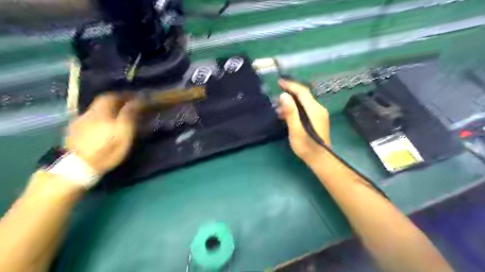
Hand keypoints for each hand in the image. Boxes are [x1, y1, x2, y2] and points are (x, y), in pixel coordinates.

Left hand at [63, 92, 142, 174]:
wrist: (76, 167)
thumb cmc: (106, 150)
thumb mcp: (123, 134)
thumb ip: (129, 116)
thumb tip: (136, 101)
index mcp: (102, 112)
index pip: (114, 96)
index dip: (125, 95)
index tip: (136, 97)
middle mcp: (90, 113)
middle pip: (103, 101)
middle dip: (116, 100)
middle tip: (127, 104)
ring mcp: (79, 121)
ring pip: (96, 109)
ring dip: (108, 108)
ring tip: (117, 114)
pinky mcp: (74, 131)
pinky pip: (90, 117)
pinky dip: (100, 117)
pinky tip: (102, 124)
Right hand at [276, 79, 328, 164]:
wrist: (320, 159)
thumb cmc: (307, 146)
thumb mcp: (296, 130)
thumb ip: (290, 112)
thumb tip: (283, 95)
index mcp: (314, 109)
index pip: (302, 91)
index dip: (291, 85)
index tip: (279, 82)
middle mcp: (319, 109)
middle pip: (304, 95)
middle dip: (290, 93)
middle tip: (276, 96)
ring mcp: (319, 114)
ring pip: (304, 102)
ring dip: (292, 102)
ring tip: (278, 108)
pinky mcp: (318, 120)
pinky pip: (306, 109)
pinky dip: (296, 109)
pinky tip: (286, 115)